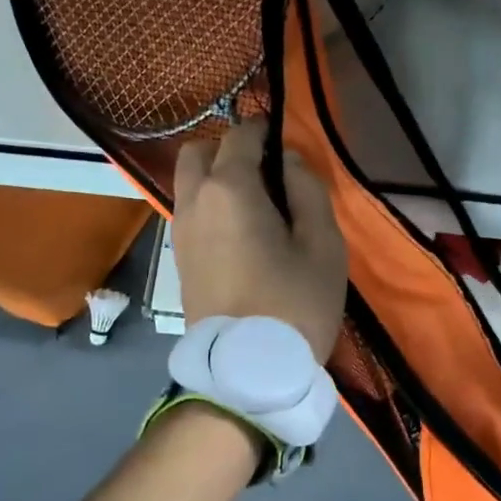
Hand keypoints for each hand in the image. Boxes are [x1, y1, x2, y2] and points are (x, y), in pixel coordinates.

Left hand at [173, 121, 347, 362]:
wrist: (246, 370)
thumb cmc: (294, 303)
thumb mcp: (323, 244)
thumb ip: (307, 189)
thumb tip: (289, 160)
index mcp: (229, 188)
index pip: (241, 135)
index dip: (266, 130)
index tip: (288, 145)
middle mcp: (194, 200)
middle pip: (198, 150)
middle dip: (229, 149)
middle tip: (267, 173)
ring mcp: (179, 230)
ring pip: (189, 181)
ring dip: (216, 177)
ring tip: (257, 205)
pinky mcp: (177, 257)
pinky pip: (189, 210)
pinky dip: (209, 204)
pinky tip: (240, 231)